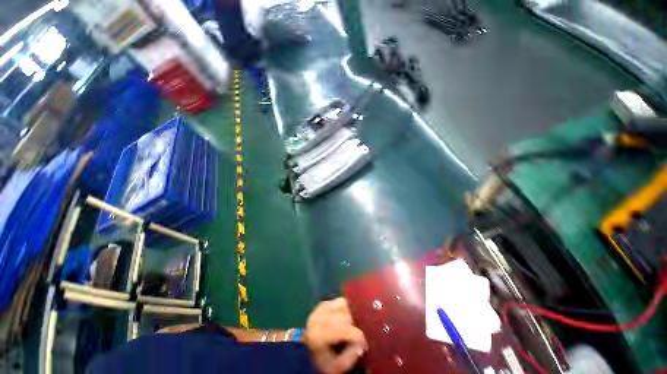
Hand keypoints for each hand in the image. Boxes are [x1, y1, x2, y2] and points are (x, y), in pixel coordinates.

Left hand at [304, 298, 367, 373]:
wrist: (303, 350)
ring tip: (353, 324)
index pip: (347, 330)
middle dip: (356, 325)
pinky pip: (338, 301)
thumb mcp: (336, 367)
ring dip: (350, 313)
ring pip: (343, 304)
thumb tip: (361, 345)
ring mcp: (321, 308)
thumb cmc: (320, 361)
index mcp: (321, 335)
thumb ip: (350, 357)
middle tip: (360, 334)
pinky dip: (345, 308)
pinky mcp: (323, 303)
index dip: (359, 337)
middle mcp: (320, 317)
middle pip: (346, 315)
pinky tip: (346, 317)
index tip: (365, 345)